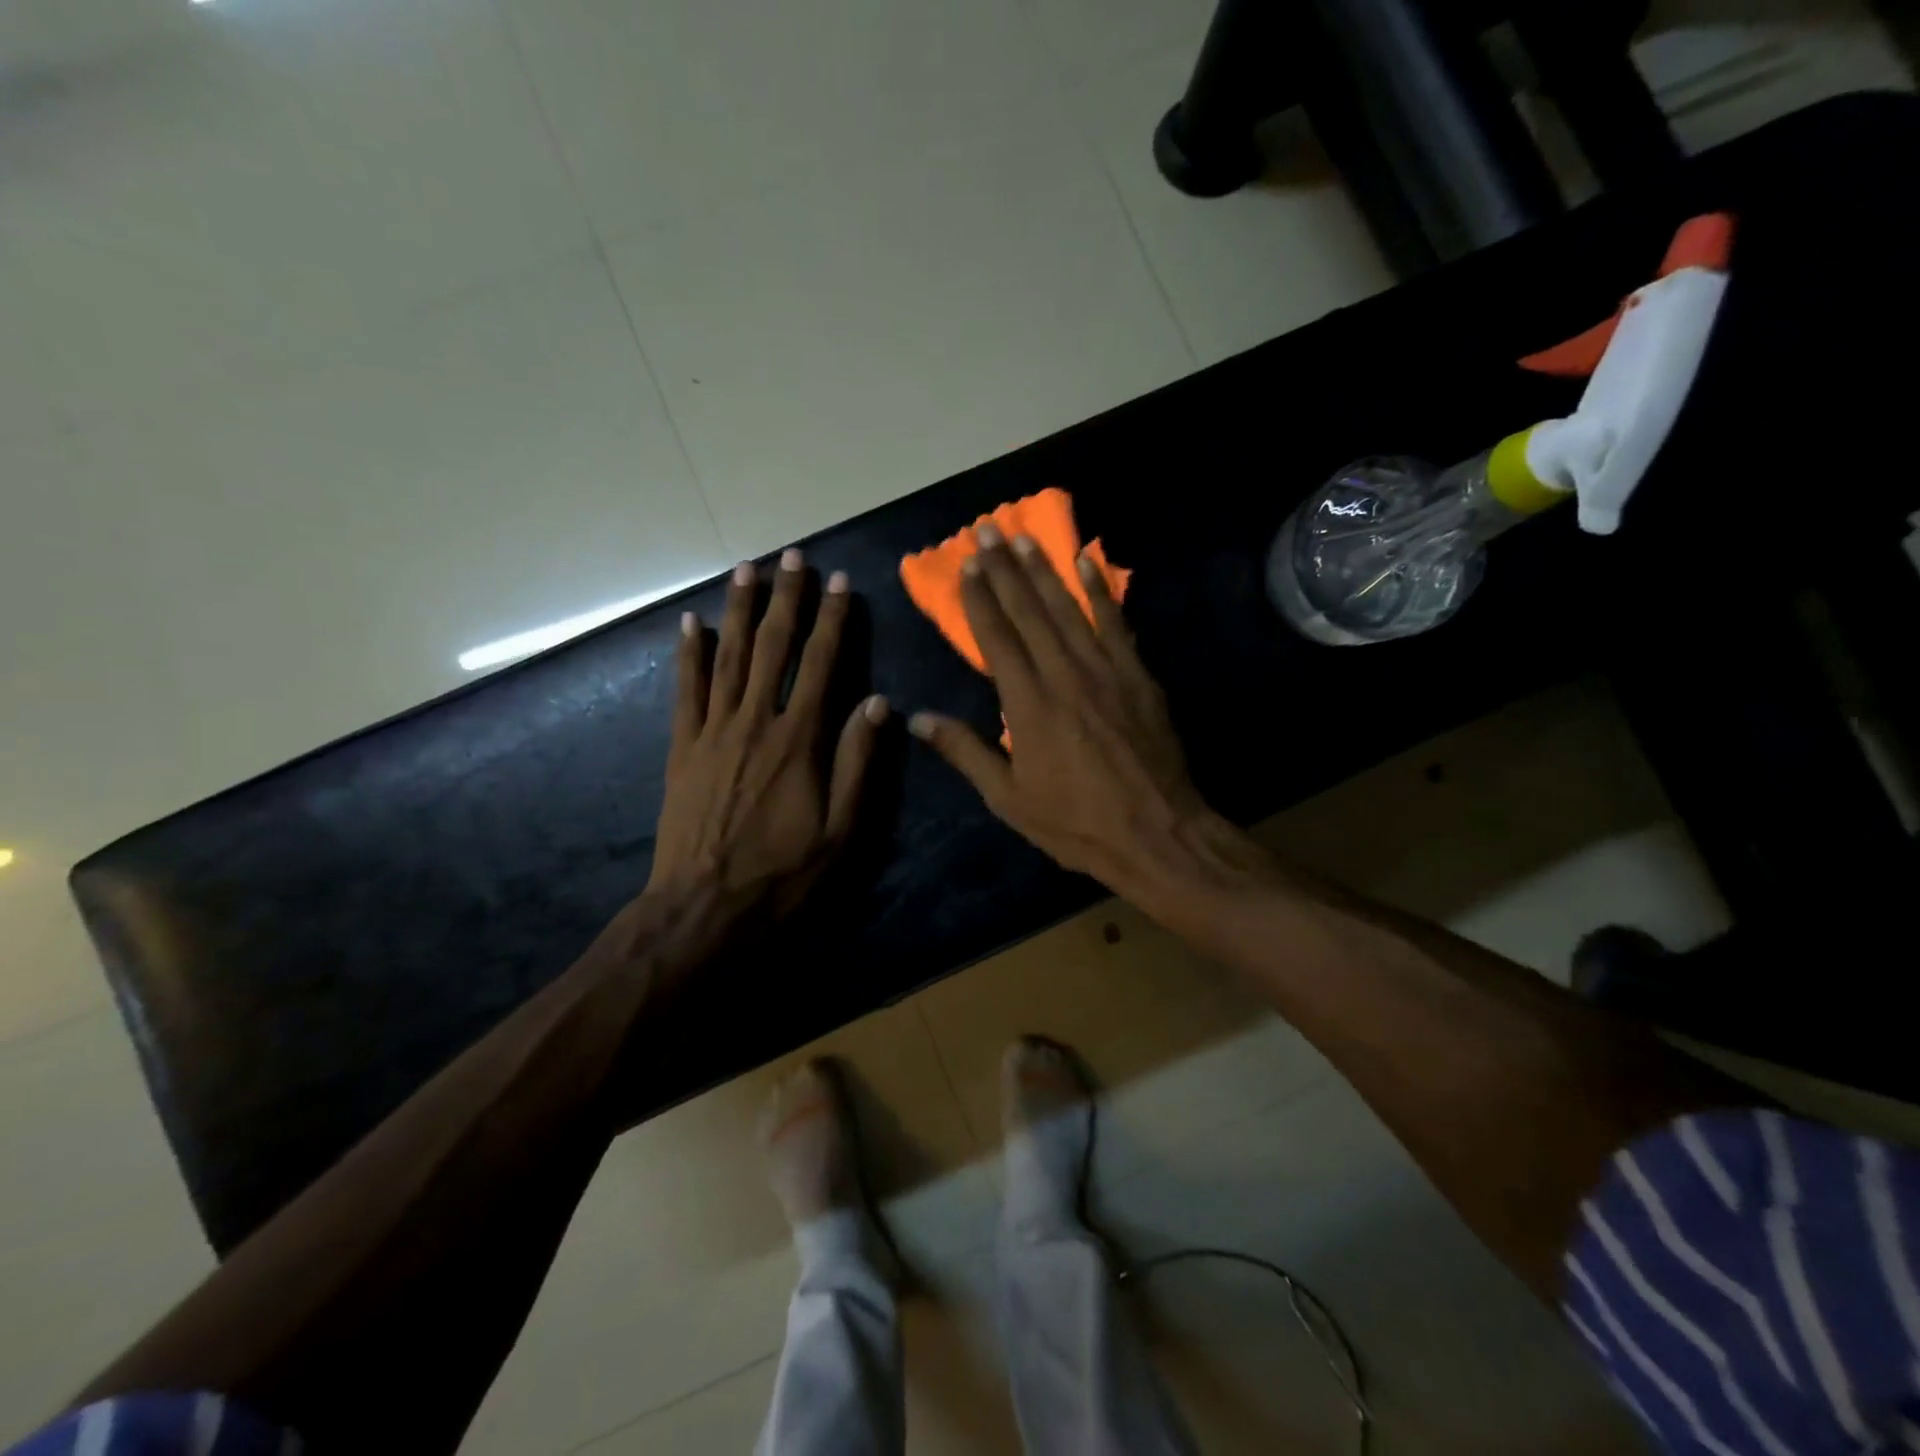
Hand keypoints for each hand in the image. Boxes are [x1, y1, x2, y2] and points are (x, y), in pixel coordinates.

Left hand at [642, 549, 886, 933]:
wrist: (704, 907)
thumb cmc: (783, 873)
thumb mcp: (841, 830)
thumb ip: (857, 763)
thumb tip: (878, 704)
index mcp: (799, 741)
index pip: (821, 665)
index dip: (832, 621)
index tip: (839, 583)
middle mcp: (755, 722)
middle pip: (772, 648)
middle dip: (785, 599)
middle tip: (792, 557)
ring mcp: (712, 732)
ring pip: (728, 657)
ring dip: (738, 610)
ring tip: (746, 570)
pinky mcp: (682, 748)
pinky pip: (685, 691)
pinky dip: (688, 655)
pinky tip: (690, 624)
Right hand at [907, 523, 1222, 899]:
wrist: (1156, 834)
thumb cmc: (1075, 823)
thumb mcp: (1009, 798)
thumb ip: (965, 752)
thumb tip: (917, 719)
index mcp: (1027, 705)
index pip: (997, 638)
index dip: (980, 599)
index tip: (966, 565)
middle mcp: (1064, 675)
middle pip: (1028, 612)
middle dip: (1004, 570)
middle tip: (986, 530)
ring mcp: (1105, 671)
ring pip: (1068, 609)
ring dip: (1043, 570)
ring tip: (1022, 538)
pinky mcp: (1138, 676)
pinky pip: (1116, 623)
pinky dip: (1100, 591)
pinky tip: (1086, 562)